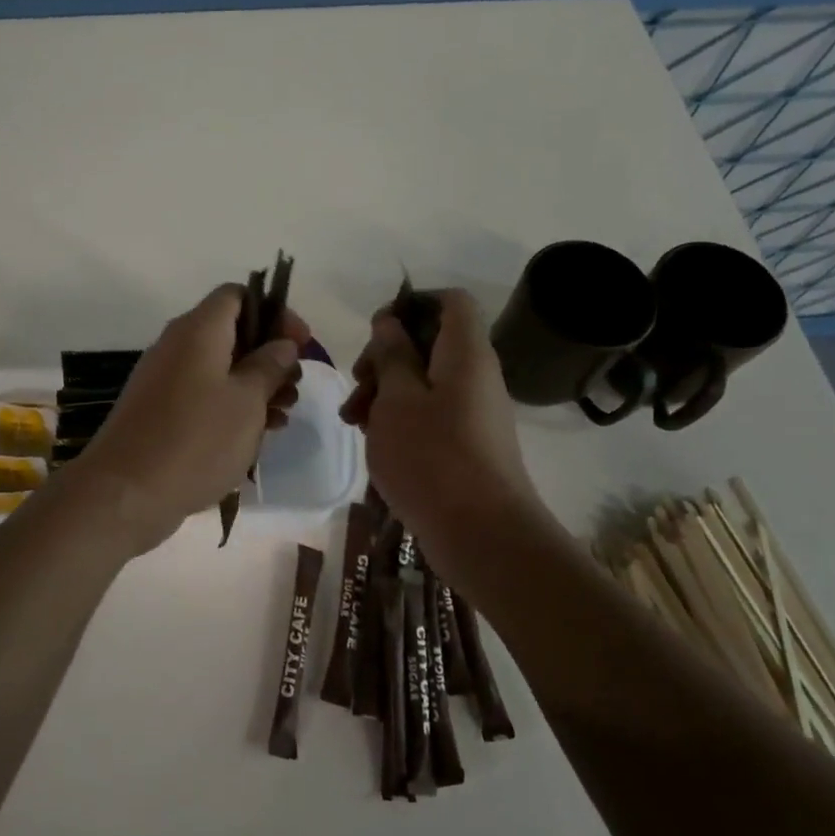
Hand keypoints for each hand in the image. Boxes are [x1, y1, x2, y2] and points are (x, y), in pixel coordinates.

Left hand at [69, 285, 307, 552]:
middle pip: (231, 333)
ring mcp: (164, 379)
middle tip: (295, 385)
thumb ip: (269, 366)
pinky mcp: (158, 411)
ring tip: (282, 416)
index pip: (237, 295)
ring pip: (219, 368)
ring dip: (255, 385)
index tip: (300, 343)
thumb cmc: (196, 440)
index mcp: (199, 330)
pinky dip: (231, 406)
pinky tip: (255, 435)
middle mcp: (177, 345)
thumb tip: (281, 344)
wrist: (126, 493)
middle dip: (269, 355)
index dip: (274, 312)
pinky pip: (203, 395)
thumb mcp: (247, 401)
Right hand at [340, 289, 543, 562]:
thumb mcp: (397, 398)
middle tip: (357, 383)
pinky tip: (373, 441)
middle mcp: (476, 375)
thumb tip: (391, 322)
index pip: (451, 301)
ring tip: (353, 421)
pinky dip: (400, 418)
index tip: (376, 330)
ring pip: (424, 381)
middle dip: (386, 356)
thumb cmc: (432, 455)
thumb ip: (392, 354)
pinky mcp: (466, 443)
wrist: (481, 534)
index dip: (412, 303)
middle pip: (430, 343)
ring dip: (385, 391)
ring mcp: (473, 412)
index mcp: (465, 352)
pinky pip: (430, 413)